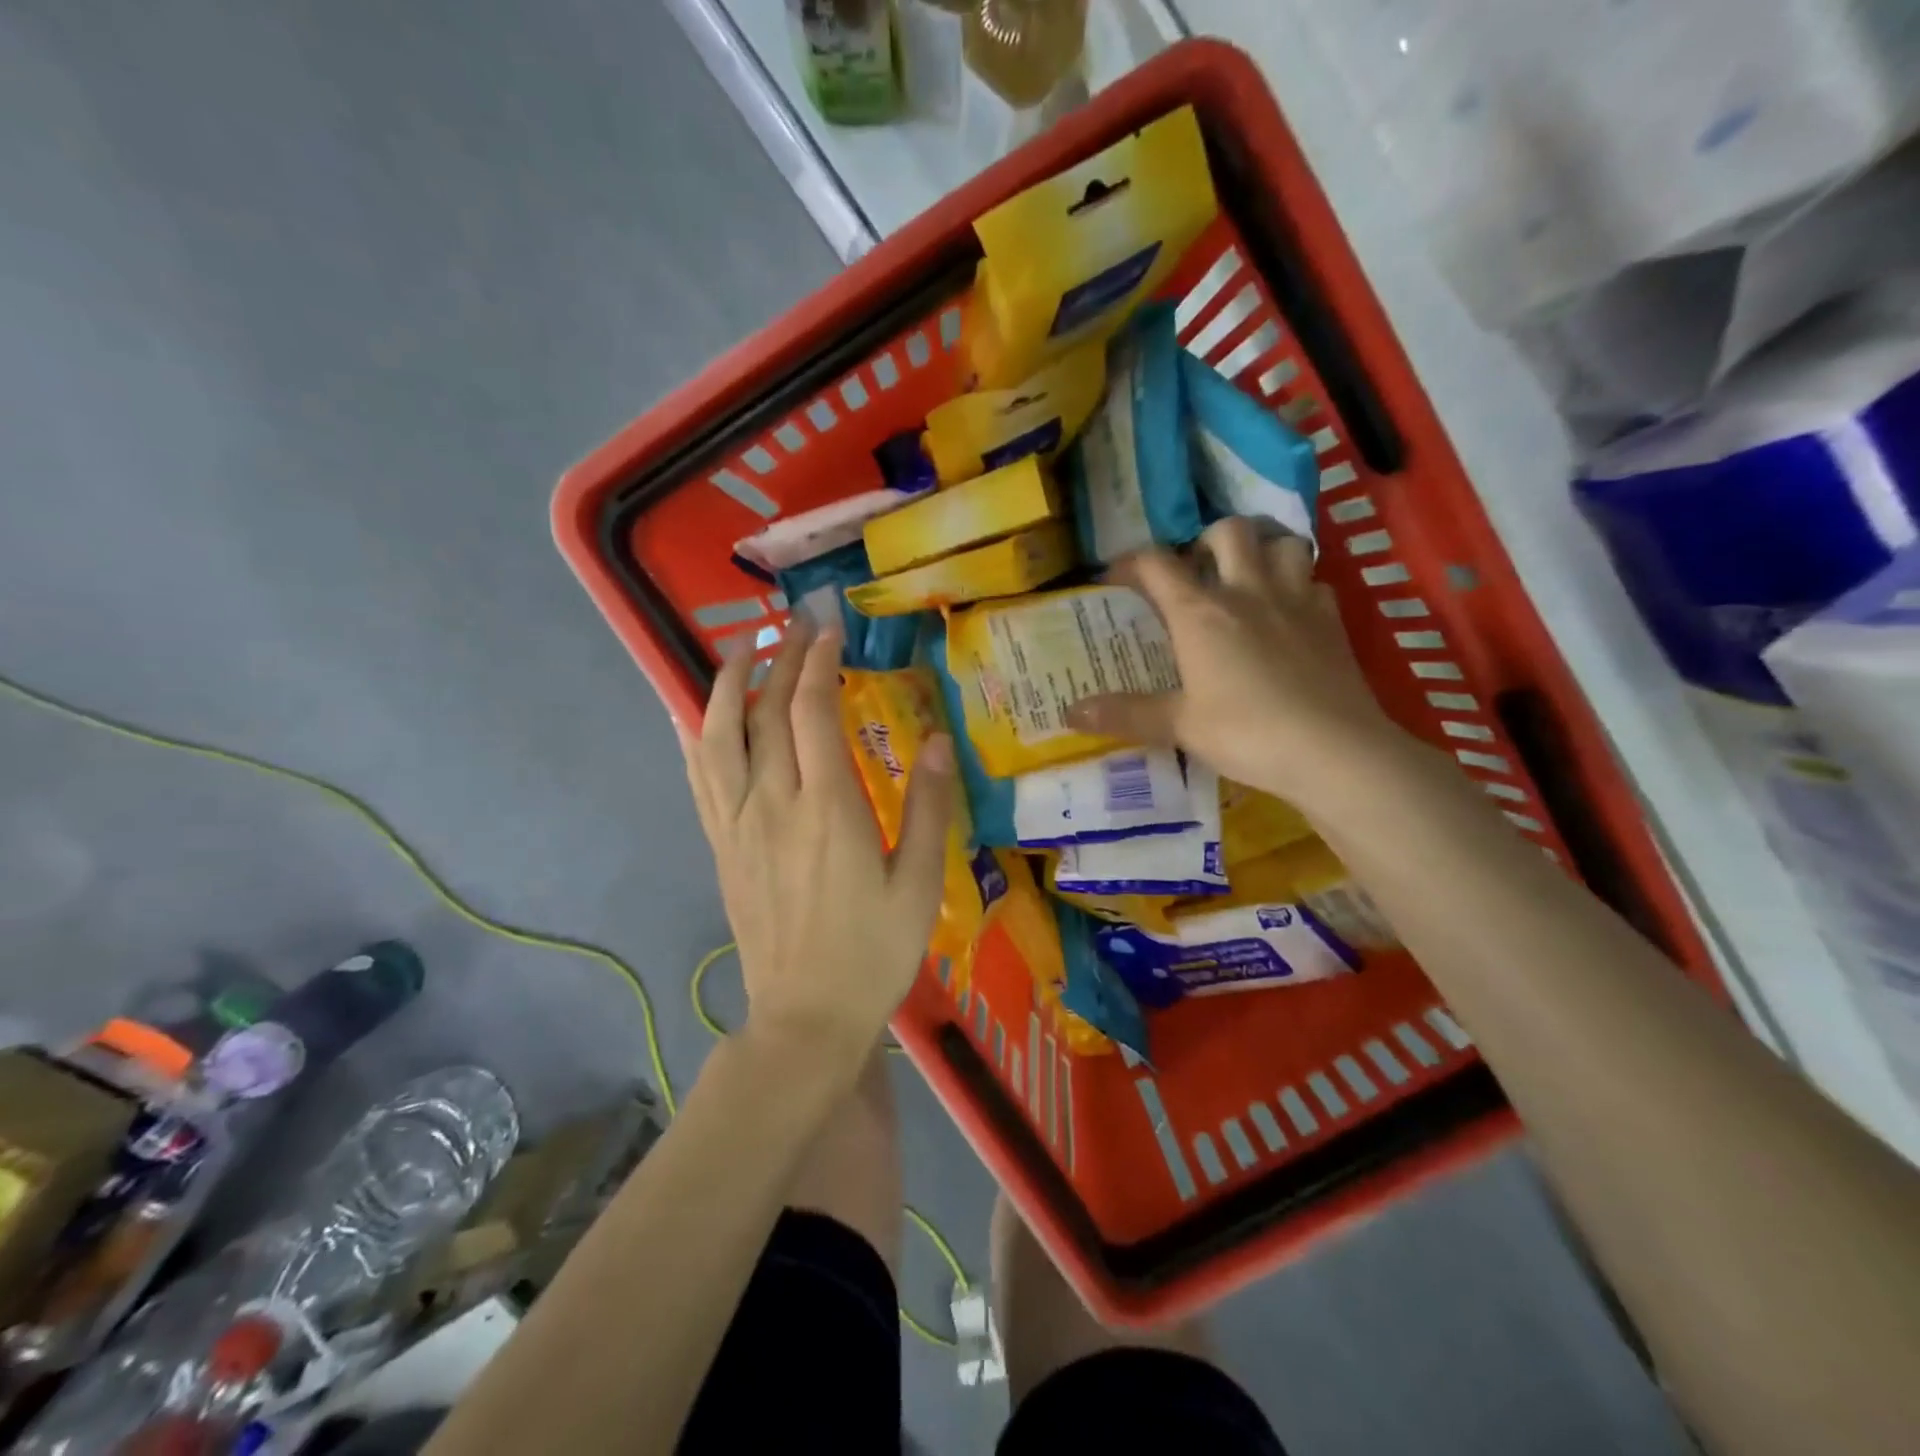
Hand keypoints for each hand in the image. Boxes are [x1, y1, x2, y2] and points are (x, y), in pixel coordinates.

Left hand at [679, 618, 954, 1062]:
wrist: (806, 1015)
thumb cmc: (873, 951)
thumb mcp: (919, 882)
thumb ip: (927, 805)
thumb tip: (938, 738)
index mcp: (827, 808)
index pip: (811, 711)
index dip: (818, 663)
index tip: (828, 630)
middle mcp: (773, 803)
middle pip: (764, 712)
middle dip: (779, 659)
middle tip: (796, 626)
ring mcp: (738, 824)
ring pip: (717, 736)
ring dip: (725, 685)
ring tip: (739, 651)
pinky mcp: (721, 845)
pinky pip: (699, 778)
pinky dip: (696, 735)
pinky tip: (696, 714)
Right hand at [1065, 518, 1405, 813]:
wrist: (1333, 751)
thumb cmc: (1246, 733)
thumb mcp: (1178, 726)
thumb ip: (1125, 714)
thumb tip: (1069, 712)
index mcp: (1201, 613)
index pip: (1157, 564)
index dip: (1130, 562)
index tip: (1115, 577)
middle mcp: (1248, 592)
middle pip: (1230, 531)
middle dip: (1207, 540)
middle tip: (1197, 570)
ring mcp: (1296, 601)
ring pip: (1284, 543)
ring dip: (1263, 551)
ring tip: (1249, 578)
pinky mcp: (1332, 621)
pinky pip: (1315, 582)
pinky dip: (1299, 586)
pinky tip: (1290, 613)